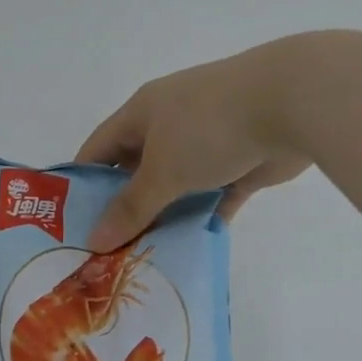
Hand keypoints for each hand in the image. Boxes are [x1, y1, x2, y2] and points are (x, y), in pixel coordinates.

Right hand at [77, 39, 311, 250]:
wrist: (293, 103)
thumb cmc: (209, 127)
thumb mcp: (161, 170)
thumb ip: (131, 207)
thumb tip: (95, 240)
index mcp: (143, 113)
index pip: (99, 149)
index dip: (82, 184)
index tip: (68, 224)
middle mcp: (171, 125)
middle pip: (136, 170)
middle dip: (123, 208)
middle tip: (105, 251)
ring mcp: (207, 143)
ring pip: (176, 187)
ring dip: (163, 217)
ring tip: (141, 257)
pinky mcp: (240, 163)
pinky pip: (213, 196)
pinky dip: (202, 218)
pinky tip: (187, 248)